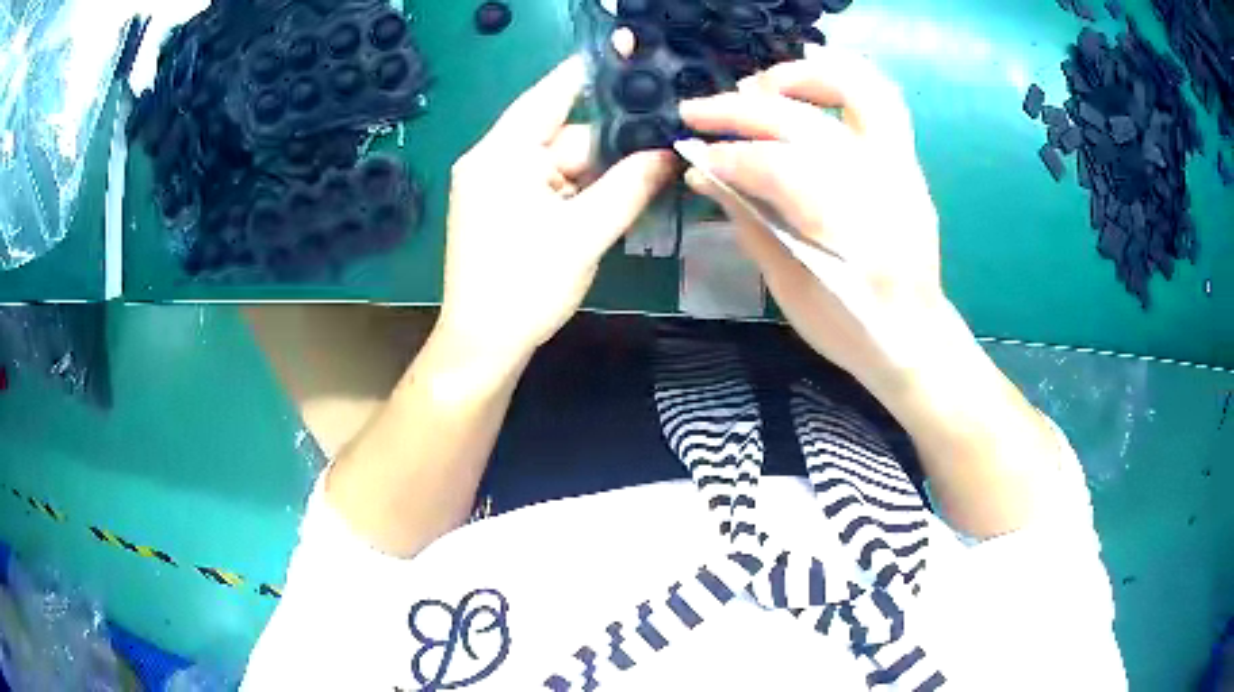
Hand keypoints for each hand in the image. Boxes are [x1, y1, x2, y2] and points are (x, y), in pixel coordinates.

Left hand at [440, 48, 675, 370]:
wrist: (482, 346)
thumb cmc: (525, 288)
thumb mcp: (585, 234)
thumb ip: (630, 186)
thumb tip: (670, 151)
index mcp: (502, 154)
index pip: (552, 93)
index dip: (593, 71)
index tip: (630, 52)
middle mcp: (494, 159)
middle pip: (564, 132)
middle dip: (612, 140)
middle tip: (663, 141)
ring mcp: (496, 184)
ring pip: (562, 161)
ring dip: (601, 171)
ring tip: (650, 176)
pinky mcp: (503, 206)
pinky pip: (551, 183)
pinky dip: (582, 190)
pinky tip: (615, 200)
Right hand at [679, 47, 946, 390]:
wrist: (914, 337)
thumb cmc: (850, 327)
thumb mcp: (789, 288)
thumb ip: (749, 222)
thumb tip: (702, 175)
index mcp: (847, 228)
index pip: (774, 167)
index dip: (725, 156)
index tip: (690, 155)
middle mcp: (877, 183)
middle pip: (800, 121)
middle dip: (738, 110)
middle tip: (695, 111)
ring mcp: (899, 166)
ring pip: (851, 89)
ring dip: (794, 76)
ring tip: (754, 87)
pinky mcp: (906, 161)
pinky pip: (880, 99)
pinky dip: (842, 75)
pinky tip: (807, 73)